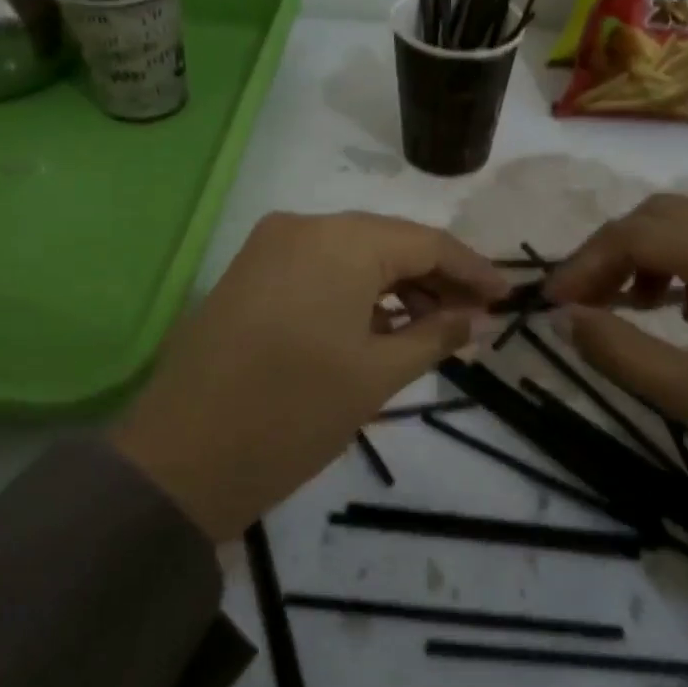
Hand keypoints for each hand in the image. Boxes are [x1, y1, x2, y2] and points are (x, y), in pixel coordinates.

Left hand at [112, 211, 508, 540]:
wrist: (180, 461)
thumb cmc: (294, 415)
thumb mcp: (377, 375)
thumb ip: (436, 335)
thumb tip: (479, 318)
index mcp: (341, 240)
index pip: (426, 242)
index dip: (472, 269)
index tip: (507, 298)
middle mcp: (304, 225)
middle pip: (388, 241)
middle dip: (435, 278)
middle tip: (474, 318)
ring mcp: (269, 246)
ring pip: (352, 253)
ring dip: (395, 286)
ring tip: (433, 328)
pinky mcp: (249, 272)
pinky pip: (318, 268)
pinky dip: (355, 291)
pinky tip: (380, 326)